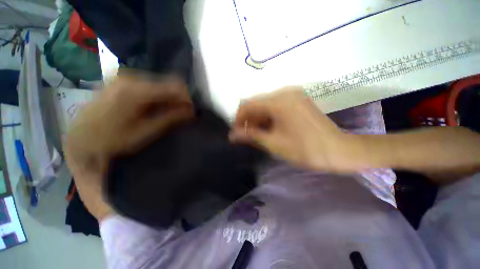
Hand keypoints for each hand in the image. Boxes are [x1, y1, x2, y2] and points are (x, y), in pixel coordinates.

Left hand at [66, 74, 193, 220]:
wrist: (81, 138)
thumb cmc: (112, 140)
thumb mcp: (146, 132)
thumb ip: (171, 118)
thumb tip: (192, 111)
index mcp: (137, 91)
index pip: (175, 87)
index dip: (187, 99)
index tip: (191, 111)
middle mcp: (131, 78)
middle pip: (168, 83)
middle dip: (178, 99)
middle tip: (181, 114)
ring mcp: (125, 78)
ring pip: (159, 85)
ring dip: (168, 99)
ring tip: (168, 114)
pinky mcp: (122, 81)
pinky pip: (149, 86)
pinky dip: (157, 97)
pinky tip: (154, 109)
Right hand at [229, 87, 358, 171]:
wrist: (338, 151)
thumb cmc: (305, 149)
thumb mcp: (274, 143)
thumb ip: (251, 136)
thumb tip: (232, 135)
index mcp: (279, 102)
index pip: (248, 104)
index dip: (238, 118)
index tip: (236, 131)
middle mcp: (285, 93)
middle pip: (257, 103)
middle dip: (248, 119)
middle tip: (246, 135)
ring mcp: (293, 95)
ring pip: (266, 105)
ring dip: (258, 118)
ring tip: (256, 134)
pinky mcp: (298, 101)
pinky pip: (276, 106)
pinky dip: (269, 117)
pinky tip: (268, 128)